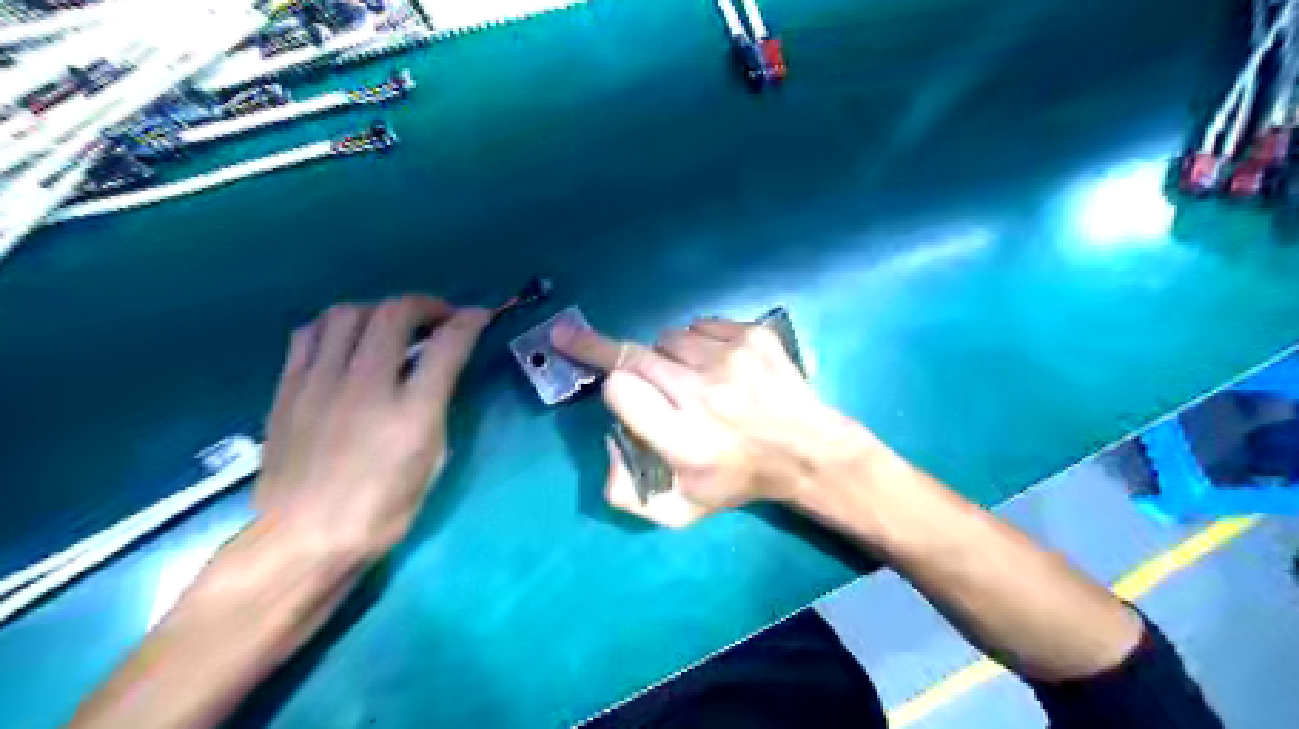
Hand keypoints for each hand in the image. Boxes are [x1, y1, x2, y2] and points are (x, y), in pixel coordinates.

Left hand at [257, 296, 488, 558]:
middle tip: (440, 318)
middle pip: (395, 314)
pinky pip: (311, 333)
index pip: (448, 344)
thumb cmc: (382, 509)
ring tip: (392, 326)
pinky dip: (338, 325)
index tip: (480, 316)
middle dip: (427, 305)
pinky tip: (349, 341)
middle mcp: (366, 386)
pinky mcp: (289, 387)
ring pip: (348, 313)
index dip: (470, 321)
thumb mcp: (432, 462)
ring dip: (380, 310)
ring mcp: (321, 382)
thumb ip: (436, 407)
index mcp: (412, 413)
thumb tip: (438, 373)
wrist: (304, 538)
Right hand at [554, 317, 877, 527]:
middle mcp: (704, 394)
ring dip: (666, 354)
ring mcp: (732, 359)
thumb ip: (626, 491)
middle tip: (572, 336)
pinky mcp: (754, 337)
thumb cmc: (738, 481)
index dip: (611, 388)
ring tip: (689, 377)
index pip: (620, 390)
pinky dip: (698, 342)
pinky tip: (717, 365)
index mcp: (684, 439)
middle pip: (634, 355)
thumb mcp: (679, 511)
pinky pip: (701, 325)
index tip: (609, 387)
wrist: (807, 452)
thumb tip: (608, 438)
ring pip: (668, 337)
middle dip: (601, 347)